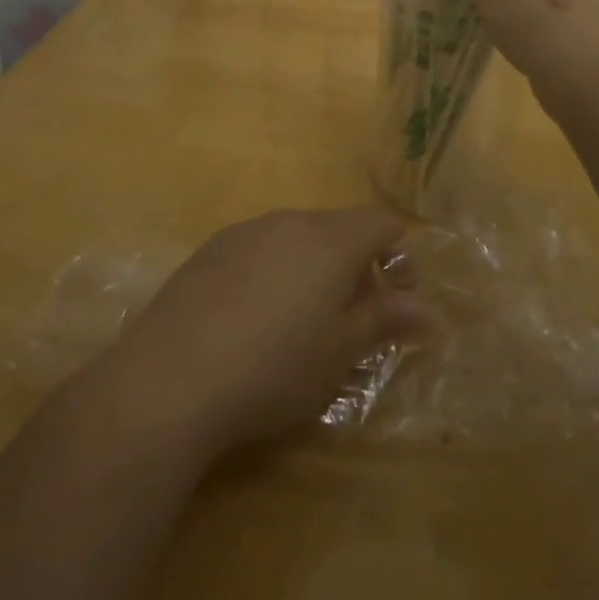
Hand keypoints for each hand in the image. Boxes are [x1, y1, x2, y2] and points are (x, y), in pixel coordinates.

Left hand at [99, 207, 420, 459]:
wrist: (171, 378)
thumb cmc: (275, 367)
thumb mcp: (341, 352)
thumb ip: (385, 321)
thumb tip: (426, 310)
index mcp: (331, 239)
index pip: (382, 223)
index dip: (399, 255)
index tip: (397, 297)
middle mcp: (291, 221)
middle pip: (339, 227)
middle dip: (356, 263)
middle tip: (352, 316)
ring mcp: (246, 230)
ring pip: (297, 236)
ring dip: (314, 266)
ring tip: (301, 319)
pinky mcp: (210, 249)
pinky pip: (259, 247)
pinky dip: (273, 270)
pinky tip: (253, 317)